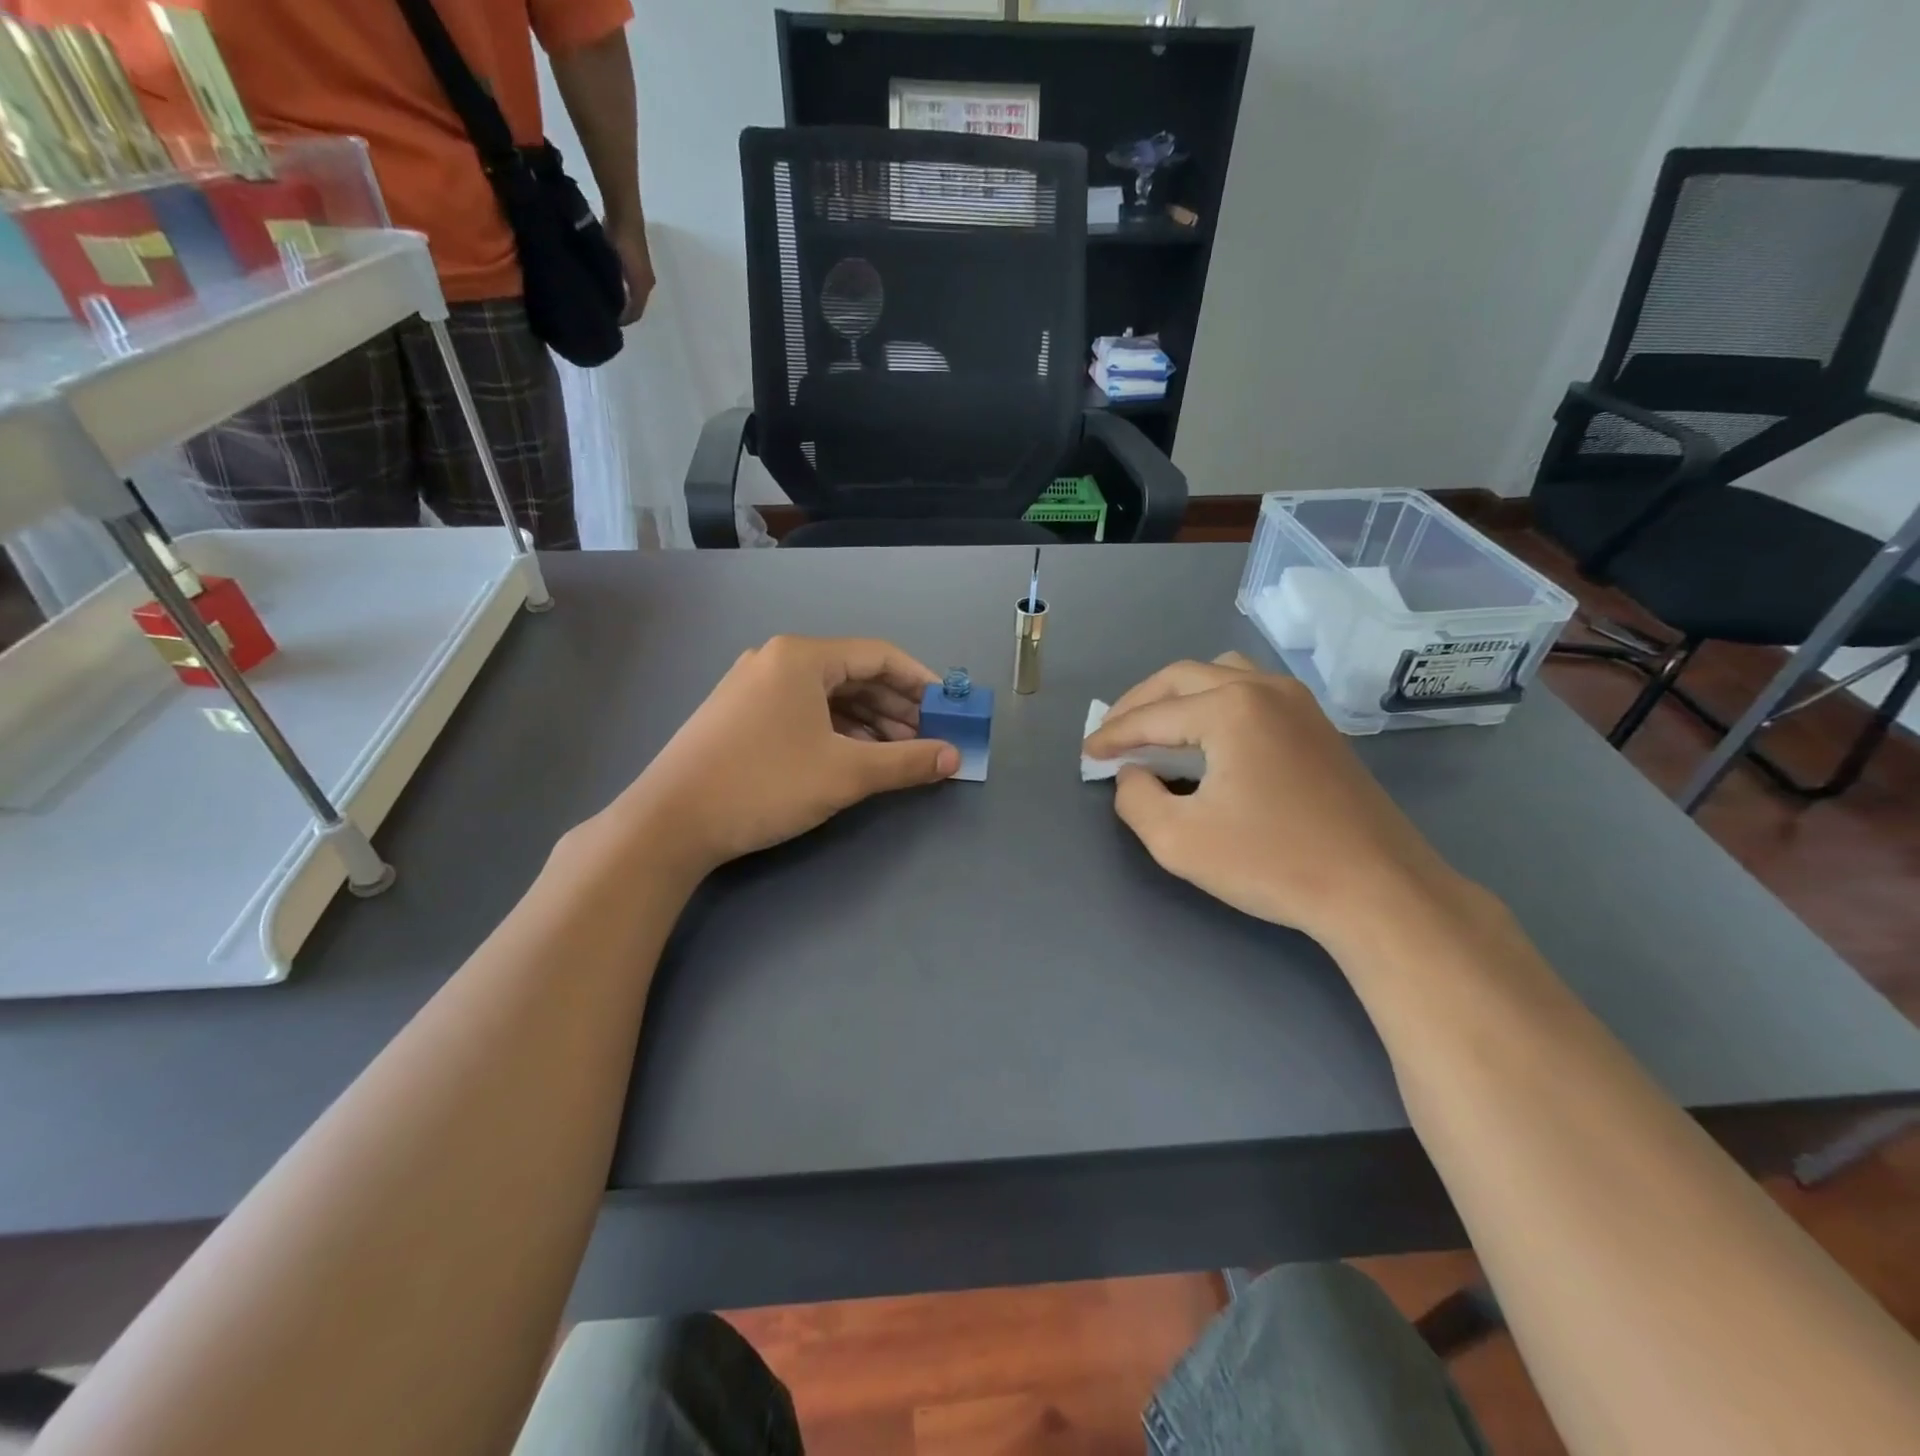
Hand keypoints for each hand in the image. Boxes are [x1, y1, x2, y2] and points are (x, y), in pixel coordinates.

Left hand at [609, 219, 654, 324]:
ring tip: (598, 296)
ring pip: (625, 290)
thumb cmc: (627, 245)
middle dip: (619, 309)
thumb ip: (628, 299)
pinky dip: (611, 282)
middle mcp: (643, 280)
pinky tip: (599, 279)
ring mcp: (634, 267)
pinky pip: (618, 276)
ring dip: (614, 295)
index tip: (607, 324)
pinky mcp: (624, 255)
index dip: (624, 320)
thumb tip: (618, 317)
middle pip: (632, 302)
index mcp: (645, 287)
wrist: (623, 212)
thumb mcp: (632, 278)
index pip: (636, 313)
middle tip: (600, 310)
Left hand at [617, 636, 958, 874]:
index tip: (951, 711)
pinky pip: (803, 711)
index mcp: (802, 657)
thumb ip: (906, 762)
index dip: (922, 683)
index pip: (880, 656)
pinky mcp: (740, 714)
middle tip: (929, 739)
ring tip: (899, 753)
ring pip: (828, 696)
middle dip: (897, 707)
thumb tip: (955, 757)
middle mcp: (776, 660)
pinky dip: (837, 730)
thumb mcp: (845, 773)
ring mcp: (753, 686)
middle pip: (854, 675)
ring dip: (869, 721)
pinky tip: (855, 755)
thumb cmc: (764, 785)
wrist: (669, 823)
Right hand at [1083, 654, 1466, 948]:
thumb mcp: (1179, 841)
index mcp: (1229, 708)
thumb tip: (1133, 774)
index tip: (1087, 754)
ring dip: (1178, 695)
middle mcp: (1263, 688)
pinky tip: (1206, 737)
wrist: (1377, 889)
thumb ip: (1135, 799)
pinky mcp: (1317, 724)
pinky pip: (1251, 691)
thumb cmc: (1273, 864)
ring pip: (1220, 674)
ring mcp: (1297, 702)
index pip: (1152, 715)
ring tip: (1156, 727)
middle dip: (1139, 704)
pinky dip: (1214, 702)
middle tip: (1112, 735)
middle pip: (1181, 678)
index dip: (1113, 736)